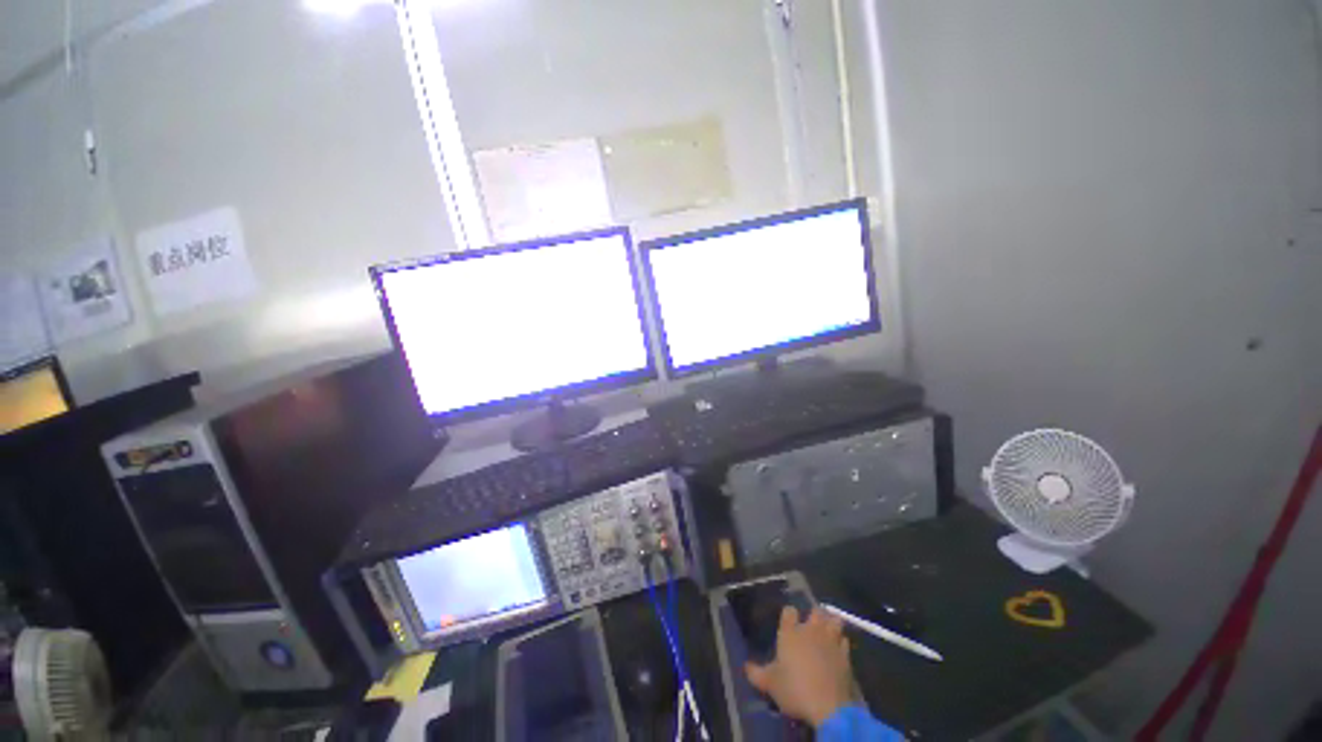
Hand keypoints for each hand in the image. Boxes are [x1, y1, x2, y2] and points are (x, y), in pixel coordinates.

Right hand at [744, 606, 855, 726]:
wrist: (829, 707)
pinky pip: (844, 640)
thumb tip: (745, 666)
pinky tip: (838, 649)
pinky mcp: (845, 655)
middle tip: (811, 625)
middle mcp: (810, 631)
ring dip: (831, 624)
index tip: (788, 622)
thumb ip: (756, 673)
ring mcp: (830, 641)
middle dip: (814, 615)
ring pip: (833, 621)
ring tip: (828, 630)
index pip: (789, 611)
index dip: (789, 615)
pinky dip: (841, 642)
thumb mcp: (770, 684)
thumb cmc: (794, 690)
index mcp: (790, 632)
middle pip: (815, 611)